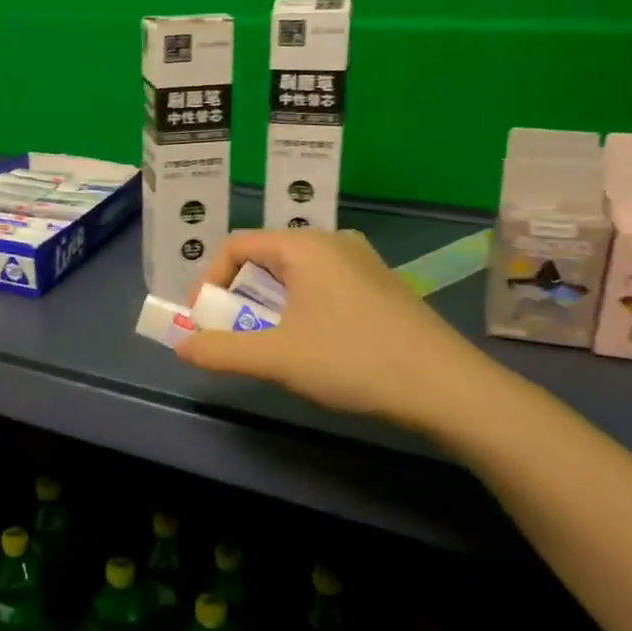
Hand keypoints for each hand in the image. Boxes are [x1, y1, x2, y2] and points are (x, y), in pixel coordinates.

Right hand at [177, 229, 503, 435]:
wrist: (448, 388)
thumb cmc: (353, 361)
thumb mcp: (277, 359)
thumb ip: (221, 351)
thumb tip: (182, 347)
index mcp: (303, 246)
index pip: (236, 245)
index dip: (208, 280)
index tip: (202, 319)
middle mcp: (333, 242)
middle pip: (265, 257)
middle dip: (238, 294)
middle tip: (232, 332)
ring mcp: (363, 262)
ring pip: (296, 272)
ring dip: (269, 303)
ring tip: (269, 341)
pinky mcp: (382, 285)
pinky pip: (324, 283)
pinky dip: (301, 305)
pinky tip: (314, 342)